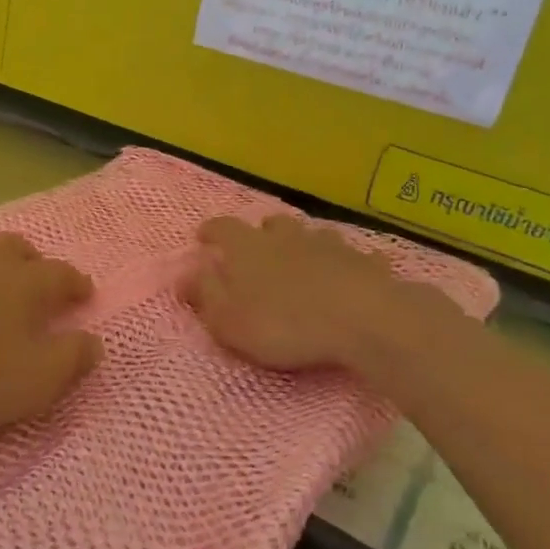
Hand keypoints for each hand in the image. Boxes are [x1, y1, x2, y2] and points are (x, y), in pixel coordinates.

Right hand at [185, 215, 465, 376]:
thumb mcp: (228, 320)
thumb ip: (205, 295)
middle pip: (270, 224)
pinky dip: (347, 264)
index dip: (211, 231)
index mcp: (248, 248)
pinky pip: (354, 257)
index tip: (203, 238)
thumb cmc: (284, 324)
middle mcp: (287, 237)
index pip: (222, 228)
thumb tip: (184, 274)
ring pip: (312, 235)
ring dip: (303, 244)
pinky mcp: (365, 262)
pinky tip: (351, 275)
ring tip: (302, 261)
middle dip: (261, 234)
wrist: (363, 320)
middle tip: (257, 250)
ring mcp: (329, 245)